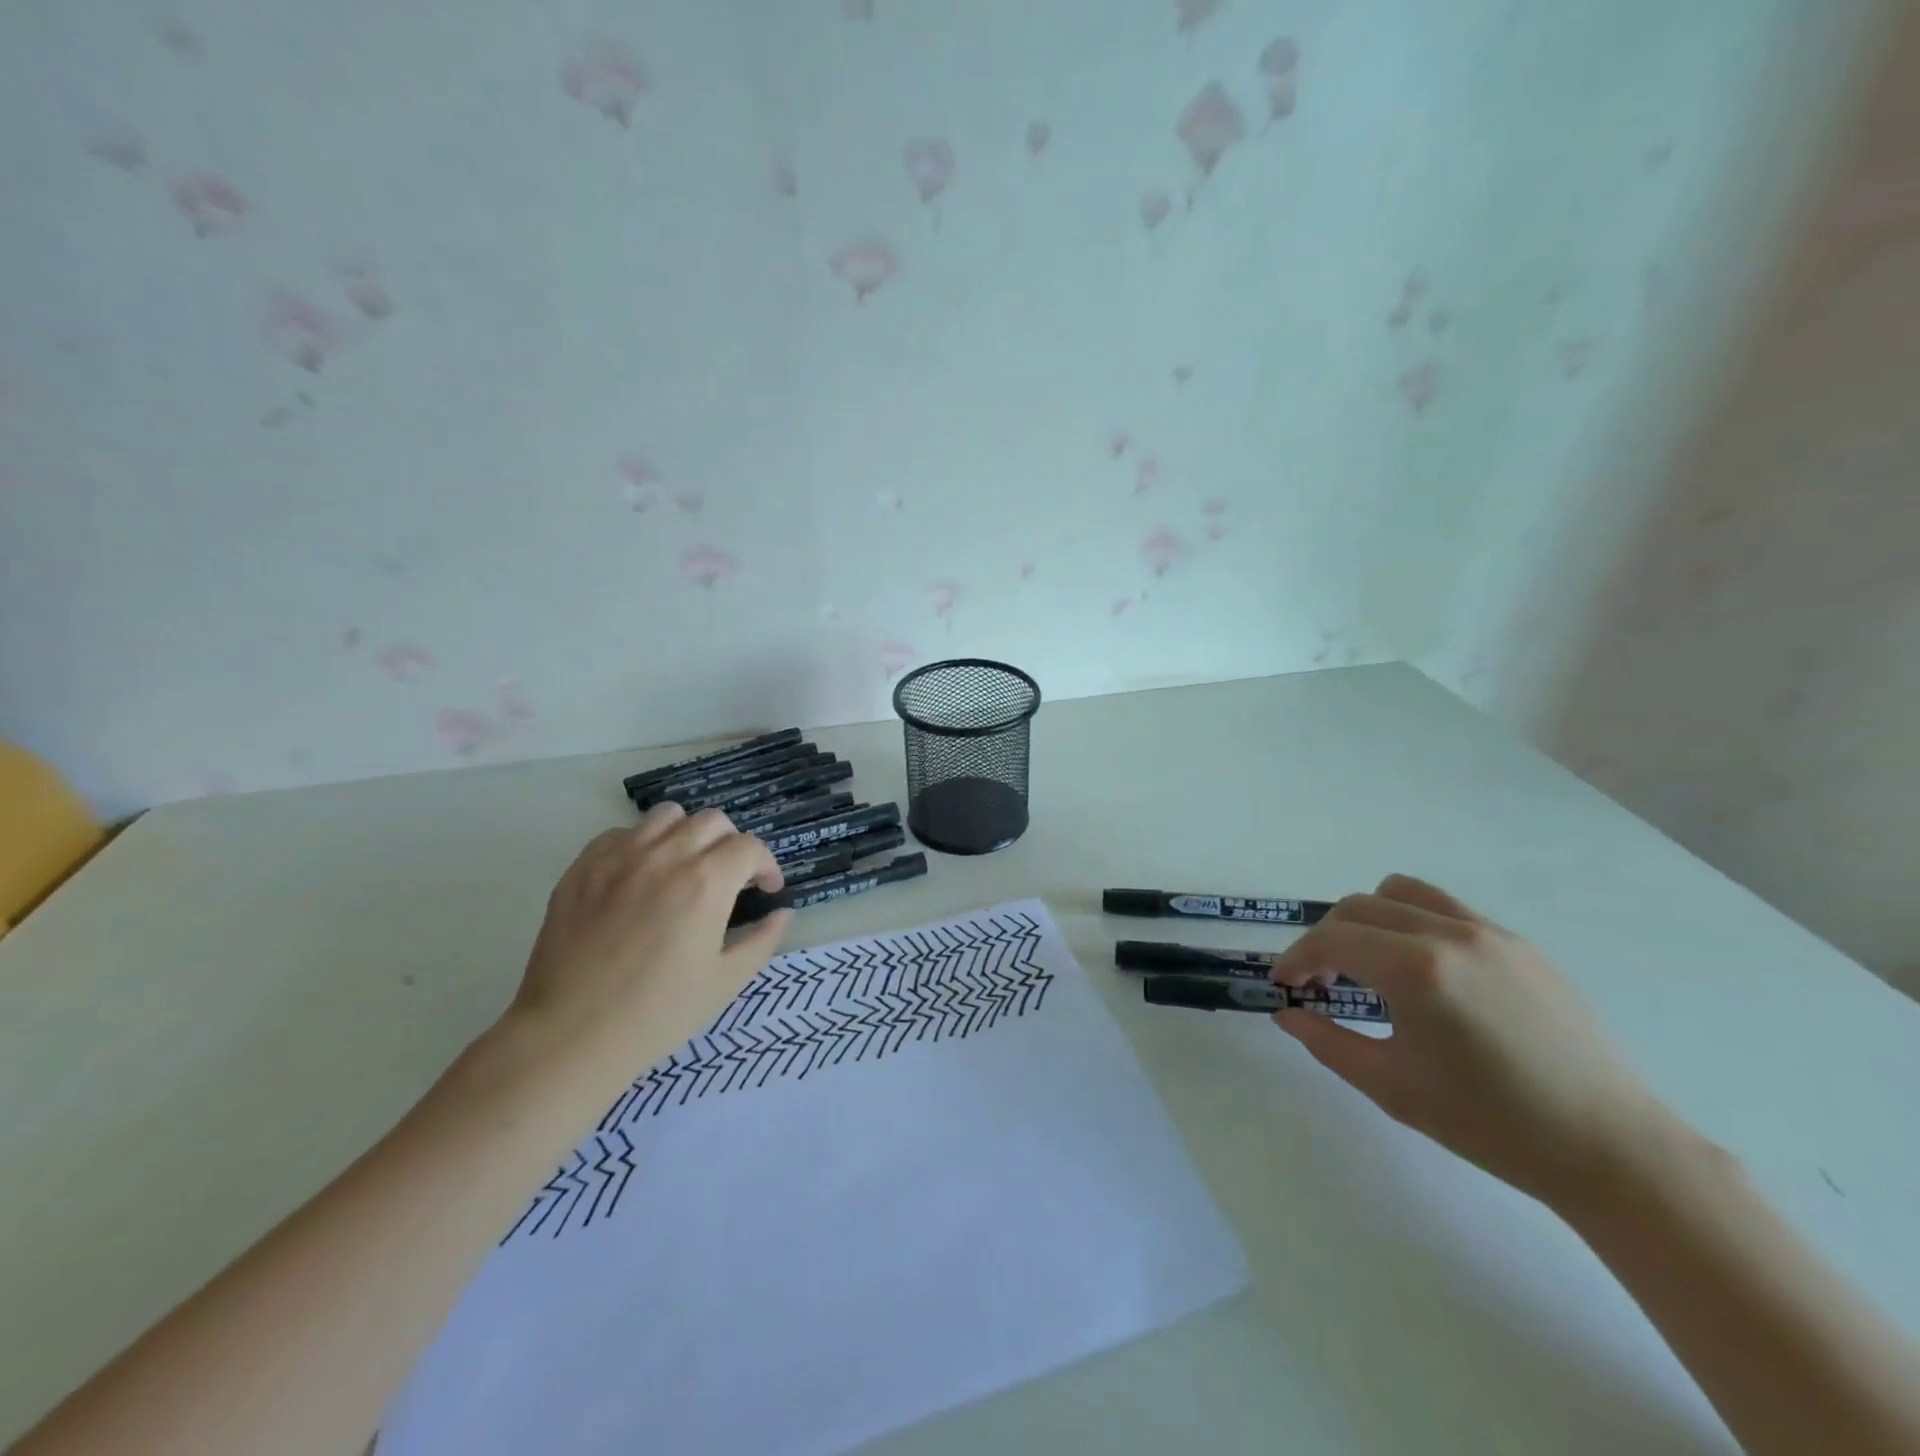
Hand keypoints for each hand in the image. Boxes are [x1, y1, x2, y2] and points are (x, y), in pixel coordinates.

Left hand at [502, 803, 790, 1078]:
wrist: (569, 1037)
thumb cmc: (657, 1015)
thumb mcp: (725, 982)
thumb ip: (763, 940)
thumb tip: (782, 912)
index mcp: (706, 882)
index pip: (749, 848)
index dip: (766, 866)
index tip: (766, 890)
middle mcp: (665, 855)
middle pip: (713, 822)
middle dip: (731, 846)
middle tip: (729, 880)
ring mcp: (619, 857)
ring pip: (667, 816)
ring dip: (687, 834)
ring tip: (684, 867)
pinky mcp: (582, 867)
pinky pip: (621, 833)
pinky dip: (642, 844)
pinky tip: (640, 877)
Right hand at [1269, 874, 1671, 1206]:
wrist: (1610, 1148)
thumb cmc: (1492, 1124)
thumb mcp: (1393, 1087)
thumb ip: (1328, 1042)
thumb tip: (1287, 1014)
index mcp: (1417, 970)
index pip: (1333, 939)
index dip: (1297, 957)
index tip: (1285, 983)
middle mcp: (1450, 934)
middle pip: (1359, 907)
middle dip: (1326, 938)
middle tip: (1320, 980)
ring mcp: (1489, 933)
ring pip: (1401, 892)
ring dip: (1367, 919)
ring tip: (1368, 963)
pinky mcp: (1518, 944)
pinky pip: (1444, 909)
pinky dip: (1411, 922)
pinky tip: (1420, 971)